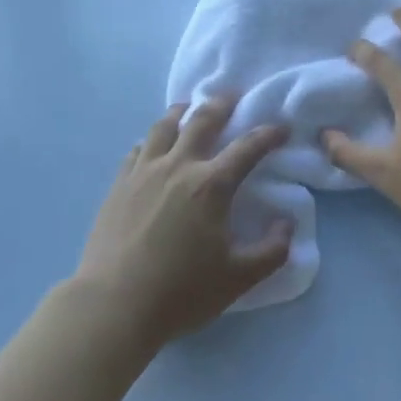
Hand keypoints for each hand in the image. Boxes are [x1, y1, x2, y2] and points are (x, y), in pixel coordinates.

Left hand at [74, 96, 292, 346]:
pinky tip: (151, 145)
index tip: (282, 127)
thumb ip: (272, 251)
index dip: (268, 134)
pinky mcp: (118, 185)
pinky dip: (150, 140)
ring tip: (188, 107)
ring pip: (163, 127)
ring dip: (181, 112)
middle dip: (221, 105)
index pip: (247, 148)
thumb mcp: (239, 278)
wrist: (113, 304)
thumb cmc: (181, 292)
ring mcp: (143, 172)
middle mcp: (178, 167)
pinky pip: (137, 150)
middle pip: (201, 121)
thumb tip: (287, 225)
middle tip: (232, 96)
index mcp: (211, 185)